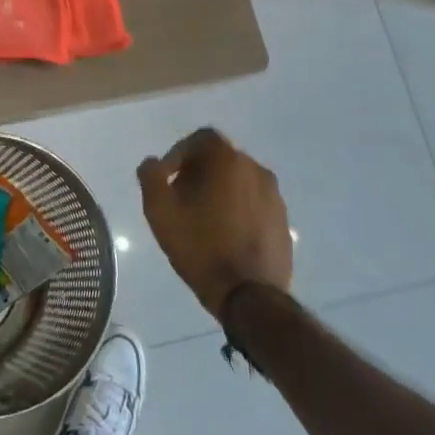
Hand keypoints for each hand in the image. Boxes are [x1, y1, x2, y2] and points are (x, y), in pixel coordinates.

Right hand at [137, 128, 292, 317]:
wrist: (249, 295)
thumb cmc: (200, 247)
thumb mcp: (160, 211)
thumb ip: (151, 178)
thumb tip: (152, 163)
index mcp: (228, 161)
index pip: (202, 138)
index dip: (179, 153)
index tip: (167, 178)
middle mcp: (256, 169)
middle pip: (220, 158)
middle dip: (197, 172)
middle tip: (179, 198)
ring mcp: (274, 196)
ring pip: (238, 181)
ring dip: (218, 191)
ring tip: (201, 219)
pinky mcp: (283, 220)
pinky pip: (254, 202)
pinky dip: (237, 209)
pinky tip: (225, 235)